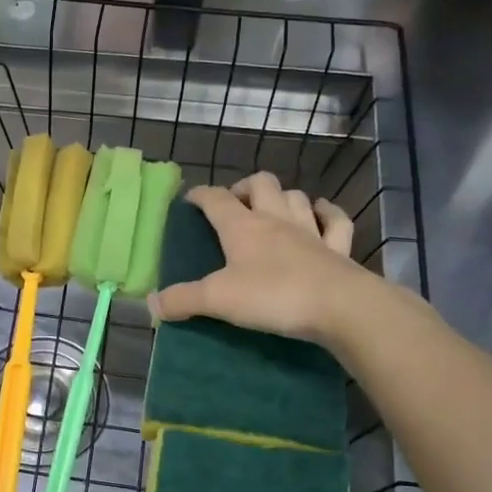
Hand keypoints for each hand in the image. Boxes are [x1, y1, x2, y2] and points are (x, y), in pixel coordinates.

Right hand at [149, 172, 377, 343]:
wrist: (341, 307)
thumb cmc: (273, 296)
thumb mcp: (218, 300)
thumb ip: (183, 300)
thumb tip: (150, 304)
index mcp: (243, 227)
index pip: (216, 199)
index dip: (201, 195)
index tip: (190, 199)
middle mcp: (276, 220)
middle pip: (261, 184)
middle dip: (245, 187)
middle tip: (234, 203)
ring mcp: (311, 231)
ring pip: (295, 197)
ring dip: (282, 197)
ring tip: (272, 208)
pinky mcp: (338, 248)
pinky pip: (335, 221)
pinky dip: (326, 213)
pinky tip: (321, 213)